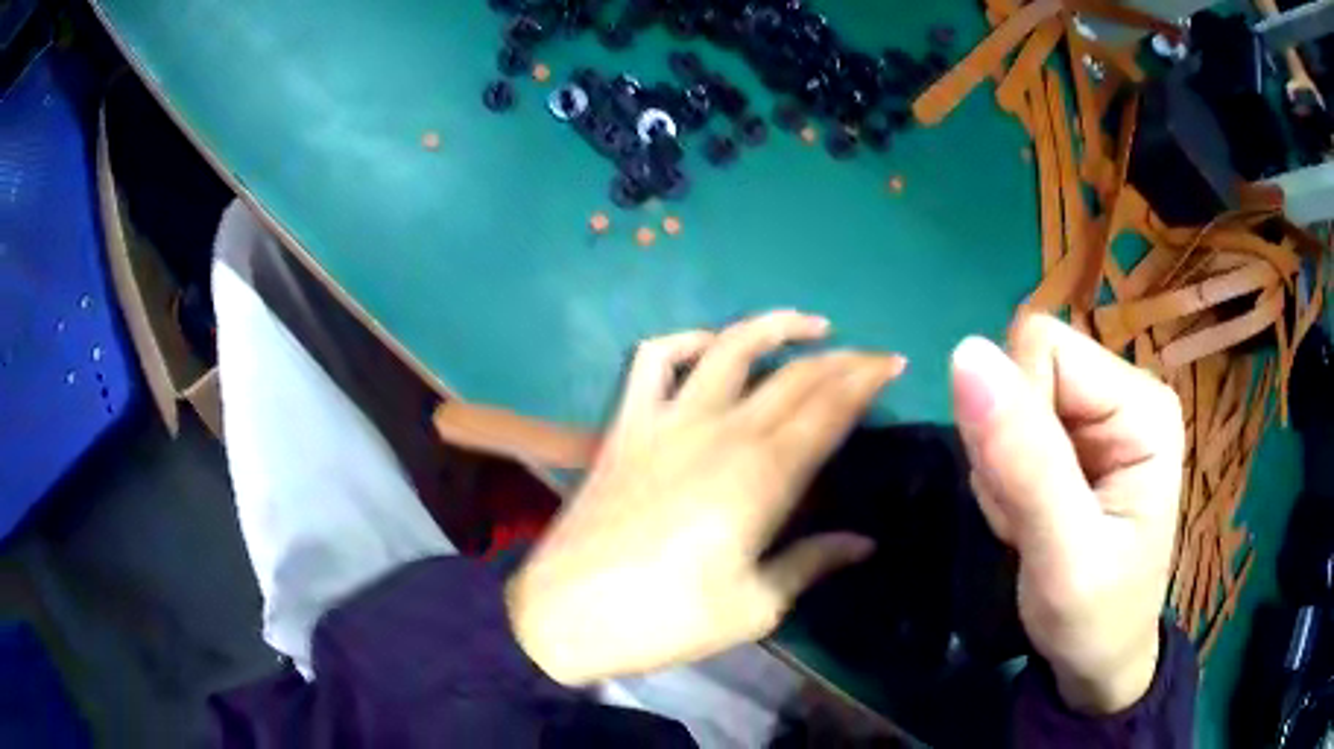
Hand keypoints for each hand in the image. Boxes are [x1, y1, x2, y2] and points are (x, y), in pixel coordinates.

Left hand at [507, 311, 905, 685]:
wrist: (567, 613)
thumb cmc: (666, 619)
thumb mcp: (754, 606)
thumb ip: (811, 563)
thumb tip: (863, 544)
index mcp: (761, 476)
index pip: (828, 409)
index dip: (865, 380)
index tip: (893, 364)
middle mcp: (719, 431)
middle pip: (793, 375)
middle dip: (841, 358)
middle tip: (872, 356)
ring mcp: (667, 421)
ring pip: (727, 347)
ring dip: (772, 326)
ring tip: (809, 325)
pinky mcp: (626, 426)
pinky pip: (651, 361)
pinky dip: (683, 340)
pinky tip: (708, 344)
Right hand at [950, 314, 1183, 714]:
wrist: (1099, 660)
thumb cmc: (1094, 617)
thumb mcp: (1062, 554)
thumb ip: (1023, 461)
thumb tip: (965, 352)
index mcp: (1142, 406)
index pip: (1044, 349)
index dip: (1012, 413)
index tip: (1022, 491)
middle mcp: (1126, 391)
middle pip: (1026, 367)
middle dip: (1006, 445)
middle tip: (1025, 517)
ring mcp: (1102, 412)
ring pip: (1009, 397)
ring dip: (1001, 467)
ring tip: (1029, 524)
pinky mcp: (1079, 435)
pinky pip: (1010, 425)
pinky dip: (1001, 476)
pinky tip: (1025, 517)